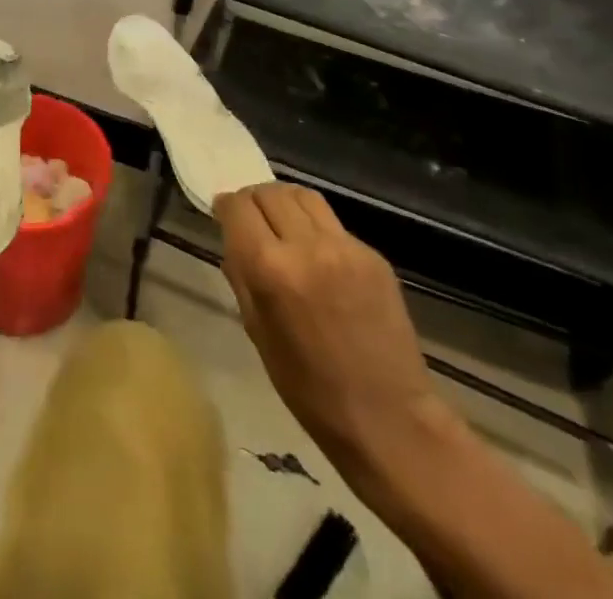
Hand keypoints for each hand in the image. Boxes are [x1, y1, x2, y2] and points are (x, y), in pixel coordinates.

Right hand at [215, 184, 440, 477]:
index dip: (225, 205)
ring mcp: (344, 247)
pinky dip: (314, 226)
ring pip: (302, 195)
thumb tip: (232, 238)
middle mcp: (306, 246)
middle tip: (250, 219)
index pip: (239, 207)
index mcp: (271, 269)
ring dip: (283, 201)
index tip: (222, 213)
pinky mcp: (372, 255)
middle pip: (269, 192)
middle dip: (253, 200)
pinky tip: (315, 252)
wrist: (390, 419)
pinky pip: (332, 223)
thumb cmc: (310, 390)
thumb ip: (241, 276)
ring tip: (281, 222)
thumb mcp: (257, 333)